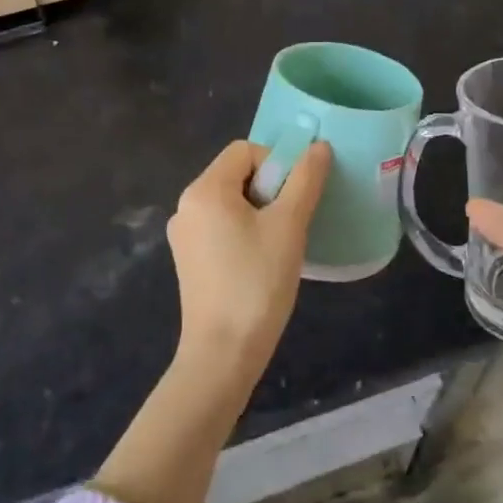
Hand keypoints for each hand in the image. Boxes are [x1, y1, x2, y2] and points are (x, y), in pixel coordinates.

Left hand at [166, 138, 330, 376]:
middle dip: (269, 189)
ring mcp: (183, 236)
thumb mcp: (289, 225)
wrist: (223, 355)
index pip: (245, 151)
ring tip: (279, 246)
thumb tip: (319, 147)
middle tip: (289, 224)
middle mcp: (186, 206)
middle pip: (236, 174)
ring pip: (230, 202)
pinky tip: (260, 263)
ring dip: (259, 212)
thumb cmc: (257, 282)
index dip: (276, 164)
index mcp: (204, 190)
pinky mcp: (188, 260)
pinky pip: (220, 227)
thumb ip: (305, 180)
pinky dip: (243, 232)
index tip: (293, 200)